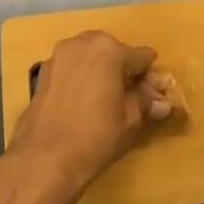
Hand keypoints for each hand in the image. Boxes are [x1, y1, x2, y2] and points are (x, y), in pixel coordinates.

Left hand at [7, 31, 168, 198]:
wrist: (43, 159)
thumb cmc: (95, 138)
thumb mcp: (130, 121)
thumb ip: (146, 102)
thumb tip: (162, 102)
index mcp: (109, 50)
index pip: (142, 57)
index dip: (149, 77)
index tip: (151, 96)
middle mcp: (82, 44)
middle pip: (113, 50)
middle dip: (122, 69)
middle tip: (127, 96)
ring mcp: (58, 56)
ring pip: (89, 56)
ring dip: (100, 71)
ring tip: (103, 99)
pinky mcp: (42, 73)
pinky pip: (71, 68)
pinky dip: (80, 78)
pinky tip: (81, 103)